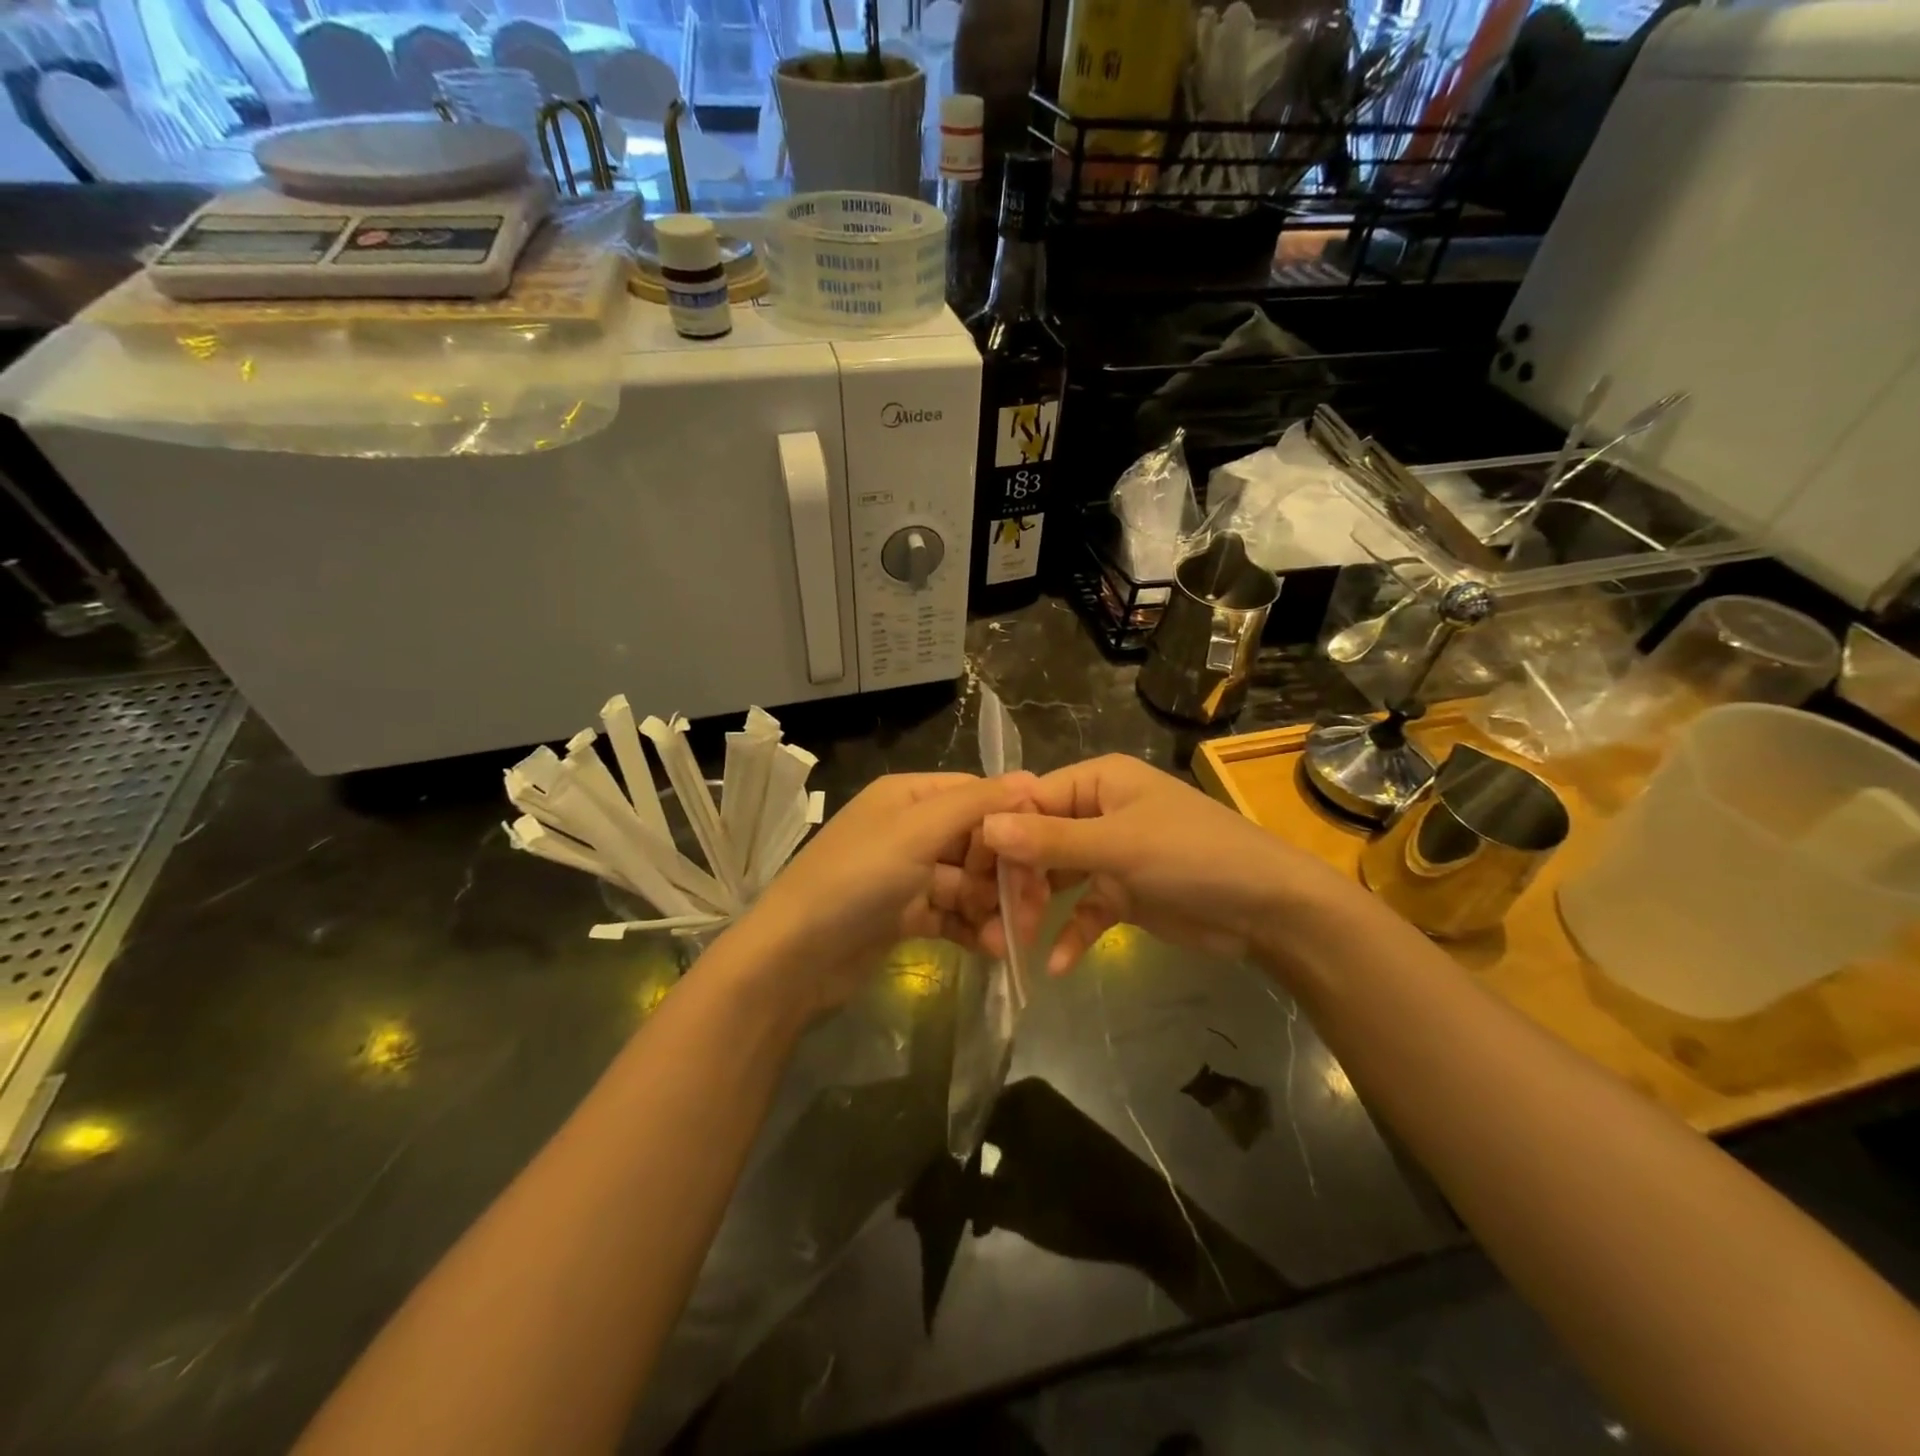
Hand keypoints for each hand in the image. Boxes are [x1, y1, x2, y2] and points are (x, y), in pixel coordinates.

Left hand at [729, 771, 1036, 1014]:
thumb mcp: (916, 832)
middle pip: (977, 842)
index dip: (1012, 822)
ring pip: (969, 883)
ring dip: (992, 909)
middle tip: (1031, 909)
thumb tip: (1030, 779)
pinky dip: (973, 929)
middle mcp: (910, 829)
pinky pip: (952, 914)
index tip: (1045, 854)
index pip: (977, 796)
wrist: (794, 958)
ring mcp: (908, 874)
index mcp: (910, 796)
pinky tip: (991, 950)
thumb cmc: (857, 879)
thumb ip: (975, 804)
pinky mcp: (905, 915)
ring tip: (1008, 940)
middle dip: (1005, 875)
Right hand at [980, 754, 1358, 973]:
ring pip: (1058, 877)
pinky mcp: (1124, 893)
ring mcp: (1112, 854)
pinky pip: (1085, 910)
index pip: (1033, 799)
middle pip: (1040, 839)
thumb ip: (1052, 839)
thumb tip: (986, 826)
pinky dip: (1072, 933)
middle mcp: (1100, 811)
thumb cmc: (1193, 857)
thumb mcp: (1120, 845)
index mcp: (1100, 782)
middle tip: (1000, 914)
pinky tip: (1055, 964)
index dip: (1002, 832)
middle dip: (1021, 877)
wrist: (1269, 910)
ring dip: (1039, 907)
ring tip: (1017, 939)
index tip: (974, 870)